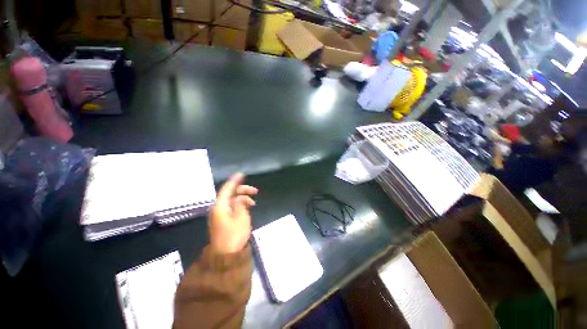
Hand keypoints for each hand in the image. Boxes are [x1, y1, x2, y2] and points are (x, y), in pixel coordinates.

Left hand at [208, 173, 257, 254]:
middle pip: (230, 194)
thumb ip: (241, 204)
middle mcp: (218, 208)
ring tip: (253, 203)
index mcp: (220, 206)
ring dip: (243, 198)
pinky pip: (232, 207)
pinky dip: (240, 205)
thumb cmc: (234, 235)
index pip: (227, 189)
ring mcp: (220, 214)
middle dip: (243, 190)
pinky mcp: (223, 219)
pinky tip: (248, 207)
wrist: (226, 256)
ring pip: (232, 200)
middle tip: (255, 191)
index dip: (235, 181)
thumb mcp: (241, 217)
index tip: (242, 174)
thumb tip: (241, 197)